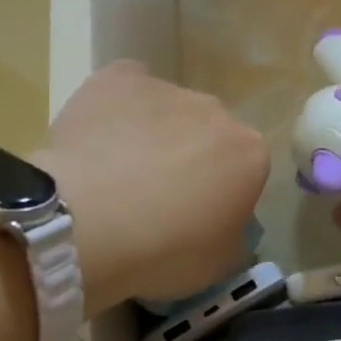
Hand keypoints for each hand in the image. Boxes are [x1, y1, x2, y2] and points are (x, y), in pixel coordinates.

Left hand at [32, 61, 268, 309]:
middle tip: (155, 197)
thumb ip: (232, 234)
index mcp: (251, 153)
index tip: (196, 217)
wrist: (89, 222)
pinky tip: (96, 139)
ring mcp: (168, 89)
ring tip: (114, 174)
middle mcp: (218, 111)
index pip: (245, 169)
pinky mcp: (121, 78)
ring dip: (152, 134)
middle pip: (208, 133)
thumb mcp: (219, 262)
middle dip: (190, 157)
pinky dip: (116, 107)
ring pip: (166, 110)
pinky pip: (126, 88)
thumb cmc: (164, 249)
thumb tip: (224, 225)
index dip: (221, 192)